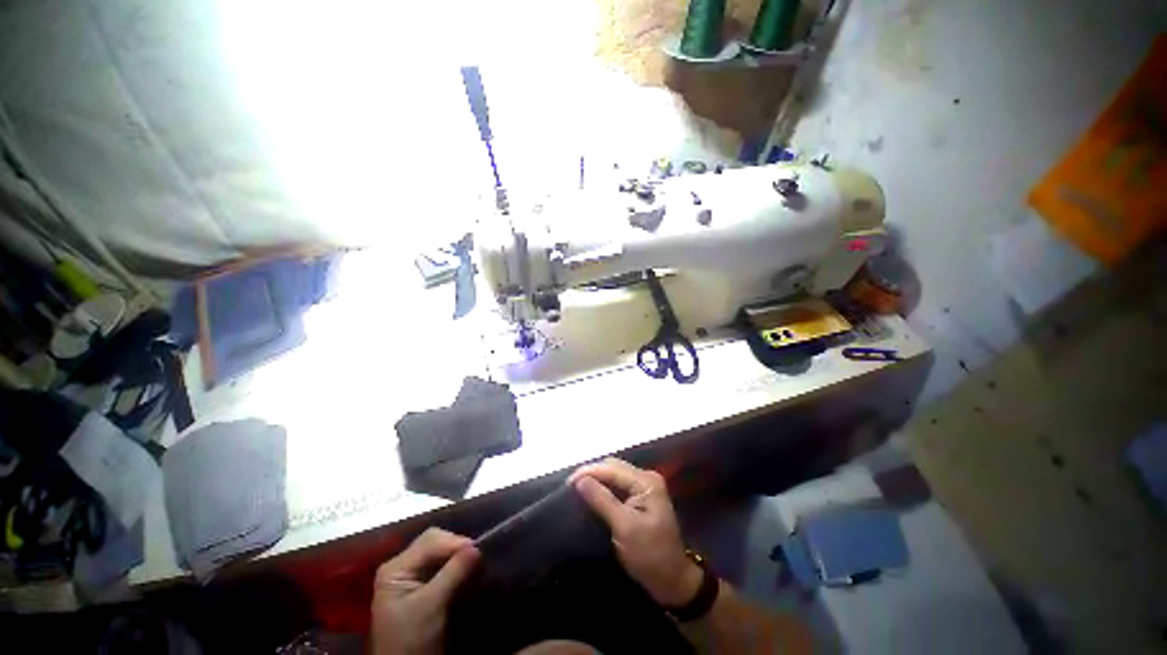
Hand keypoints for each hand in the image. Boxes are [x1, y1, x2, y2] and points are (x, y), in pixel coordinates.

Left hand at [371, 528, 479, 654]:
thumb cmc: (411, 639)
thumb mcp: (431, 606)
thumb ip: (453, 573)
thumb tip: (477, 547)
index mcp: (396, 567)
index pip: (430, 540)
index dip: (454, 542)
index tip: (477, 551)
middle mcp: (402, 565)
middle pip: (435, 542)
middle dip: (457, 547)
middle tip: (477, 558)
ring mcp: (411, 576)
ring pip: (440, 552)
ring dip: (458, 556)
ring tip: (475, 563)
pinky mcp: (421, 586)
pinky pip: (442, 565)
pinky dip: (456, 565)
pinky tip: (467, 571)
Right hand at [569, 458, 702, 606]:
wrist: (672, 581)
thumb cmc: (650, 555)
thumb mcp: (625, 528)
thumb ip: (602, 500)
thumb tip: (580, 480)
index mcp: (646, 482)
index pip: (612, 468)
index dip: (589, 472)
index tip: (567, 483)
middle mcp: (645, 478)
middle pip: (613, 467)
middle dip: (591, 473)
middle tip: (569, 487)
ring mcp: (643, 487)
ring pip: (613, 475)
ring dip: (595, 480)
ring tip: (575, 489)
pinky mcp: (639, 498)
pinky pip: (616, 486)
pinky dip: (602, 488)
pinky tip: (590, 494)